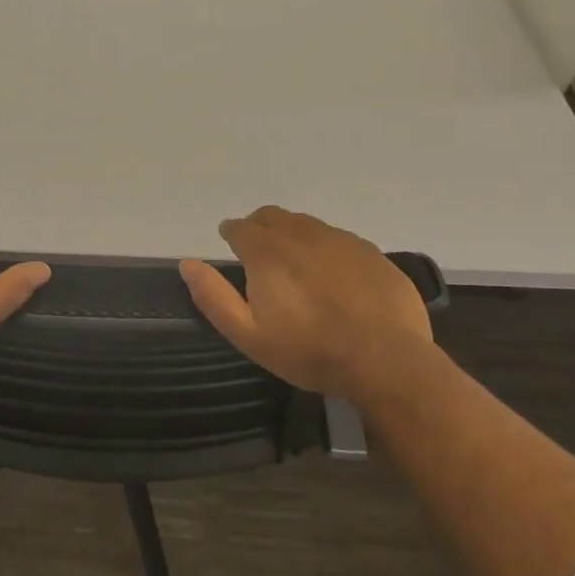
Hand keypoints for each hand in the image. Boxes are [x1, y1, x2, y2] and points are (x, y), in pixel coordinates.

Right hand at [179, 206, 431, 399]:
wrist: (386, 359)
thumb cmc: (310, 350)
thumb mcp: (249, 335)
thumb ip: (214, 297)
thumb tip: (188, 264)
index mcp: (267, 251)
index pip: (240, 227)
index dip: (231, 234)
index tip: (230, 245)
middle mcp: (301, 234)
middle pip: (272, 216)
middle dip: (259, 227)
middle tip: (259, 251)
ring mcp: (340, 240)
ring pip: (306, 224)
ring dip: (292, 234)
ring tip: (295, 263)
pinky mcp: (370, 252)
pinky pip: (338, 239)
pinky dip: (325, 248)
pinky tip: (333, 275)